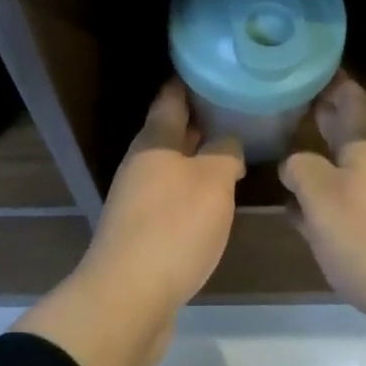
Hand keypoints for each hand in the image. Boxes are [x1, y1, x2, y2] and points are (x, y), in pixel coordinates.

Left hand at [15, 81, 243, 365]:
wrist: (129, 298)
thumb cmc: (173, 228)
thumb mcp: (212, 182)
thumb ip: (224, 154)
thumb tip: (227, 142)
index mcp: (155, 142)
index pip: (171, 97)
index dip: (189, 80)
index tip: (212, 67)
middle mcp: (142, 164)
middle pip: (171, 131)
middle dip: (200, 119)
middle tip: (236, 107)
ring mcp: (138, 199)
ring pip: (173, 166)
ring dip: (199, 157)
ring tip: (234, 150)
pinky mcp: (143, 232)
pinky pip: (173, 198)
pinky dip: (194, 191)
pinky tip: (216, 199)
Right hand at [280, 75, 365, 362]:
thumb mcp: (322, 198)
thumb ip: (301, 171)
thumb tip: (295, 164)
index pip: (350, 100)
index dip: (332, 81)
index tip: (310, 64)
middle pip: (347, 137)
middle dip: (322, 120)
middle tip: (290, 103)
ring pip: (346, 175)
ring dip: (320, 166)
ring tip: (285, 160)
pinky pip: (351, 212)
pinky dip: (327, 207)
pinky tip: (305, 220)